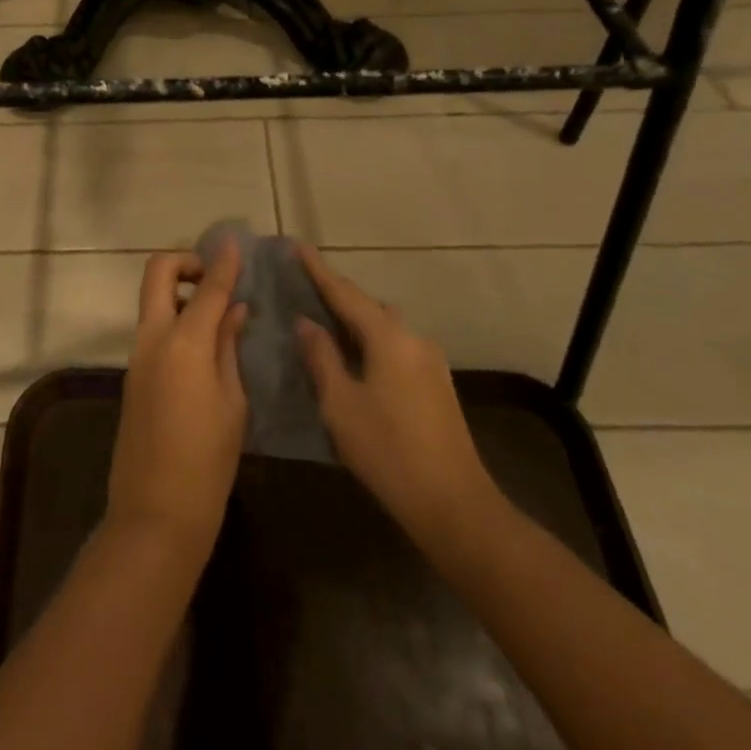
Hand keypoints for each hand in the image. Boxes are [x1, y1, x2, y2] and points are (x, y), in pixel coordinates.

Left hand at [104, 241, 248, 567]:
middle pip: (158, 273)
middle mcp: (153, 339)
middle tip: (215, 277)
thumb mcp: (232, 403)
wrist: (154, 514)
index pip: (207, 287)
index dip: (223, 262)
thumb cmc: (207, 463)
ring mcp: (137, 356)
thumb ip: (229, 348)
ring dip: (179, 290)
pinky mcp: (133, 375)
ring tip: (218, 311)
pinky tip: (205, 342)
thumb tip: (234, 310)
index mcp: (184, 344)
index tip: (235, 244)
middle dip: (185, 262)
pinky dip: (176, 319)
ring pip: (152, 299)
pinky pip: (153, 328)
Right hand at [294, 245, 500, 558]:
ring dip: (354, 319)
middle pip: (368, 305)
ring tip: (323, 321)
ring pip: (384, 326)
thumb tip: (306, 323)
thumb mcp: (340, 403)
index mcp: (388, 337)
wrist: (453, 504)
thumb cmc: (387, 450)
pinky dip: (370, 340)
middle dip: (336, 294)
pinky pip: (395, 345)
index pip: (345, 293)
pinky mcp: (435, 383)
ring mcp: (429, 361)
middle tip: (303, 287)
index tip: (296, 246)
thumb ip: (321, 357)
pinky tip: (353, 356)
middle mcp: (413, 338)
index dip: (318, 270)